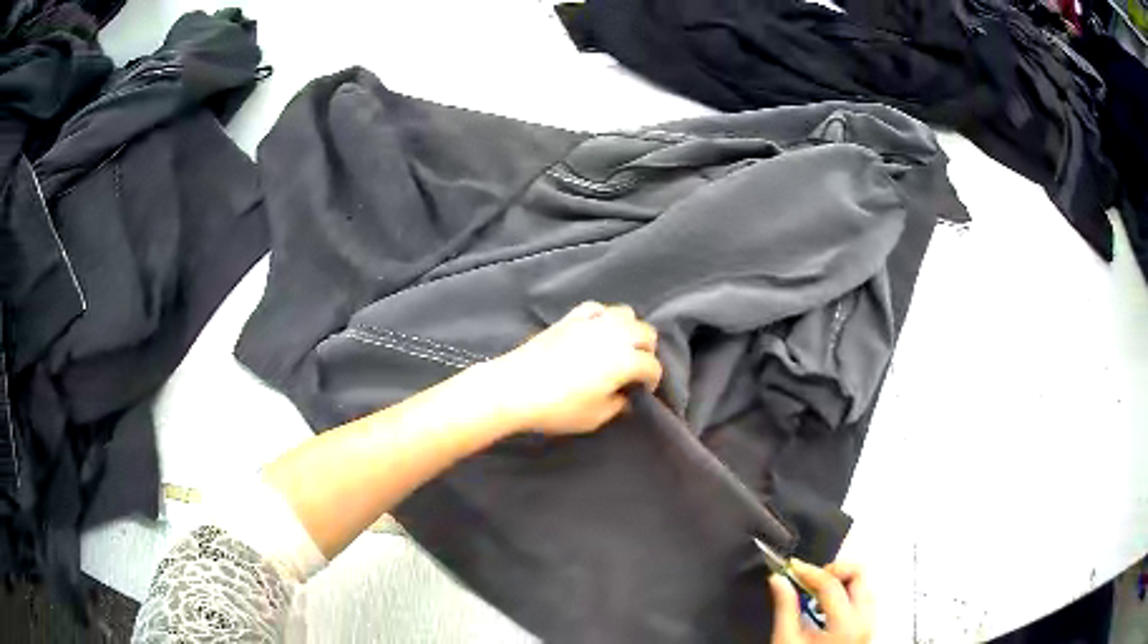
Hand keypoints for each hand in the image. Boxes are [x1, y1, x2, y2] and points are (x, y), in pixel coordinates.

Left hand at [478, 301, 661, 434]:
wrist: (516, 388)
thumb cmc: (559, 408)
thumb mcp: (596, 417)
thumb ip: (618, 405)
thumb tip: (625, 395)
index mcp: (625, 360)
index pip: (652, 366)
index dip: (652, 380)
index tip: (642, 391)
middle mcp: (614, 335)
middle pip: (646, 333)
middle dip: (646, 351)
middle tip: (635, 370)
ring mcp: (592, 322)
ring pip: (626, 314)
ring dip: (630, 330)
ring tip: (619, 348)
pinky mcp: (571, 317)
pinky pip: (597, 308)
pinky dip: (603, 317)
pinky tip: (597, 330)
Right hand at [770, 560, 873, 643]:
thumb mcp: (786, 641)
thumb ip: (785, 608)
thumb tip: (778, 579)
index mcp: (845, 624)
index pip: (831, 584)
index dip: (809, 571)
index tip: (790, 567)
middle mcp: (865, 620)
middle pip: (858, 575)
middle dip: (832, 571)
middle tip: (808, 581)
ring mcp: (870, 623)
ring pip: (864, 585)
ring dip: (841, 583)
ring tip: (815, 596)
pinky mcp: (868, 627)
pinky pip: (864, 599)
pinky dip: (847, 595)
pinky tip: (826, 607)